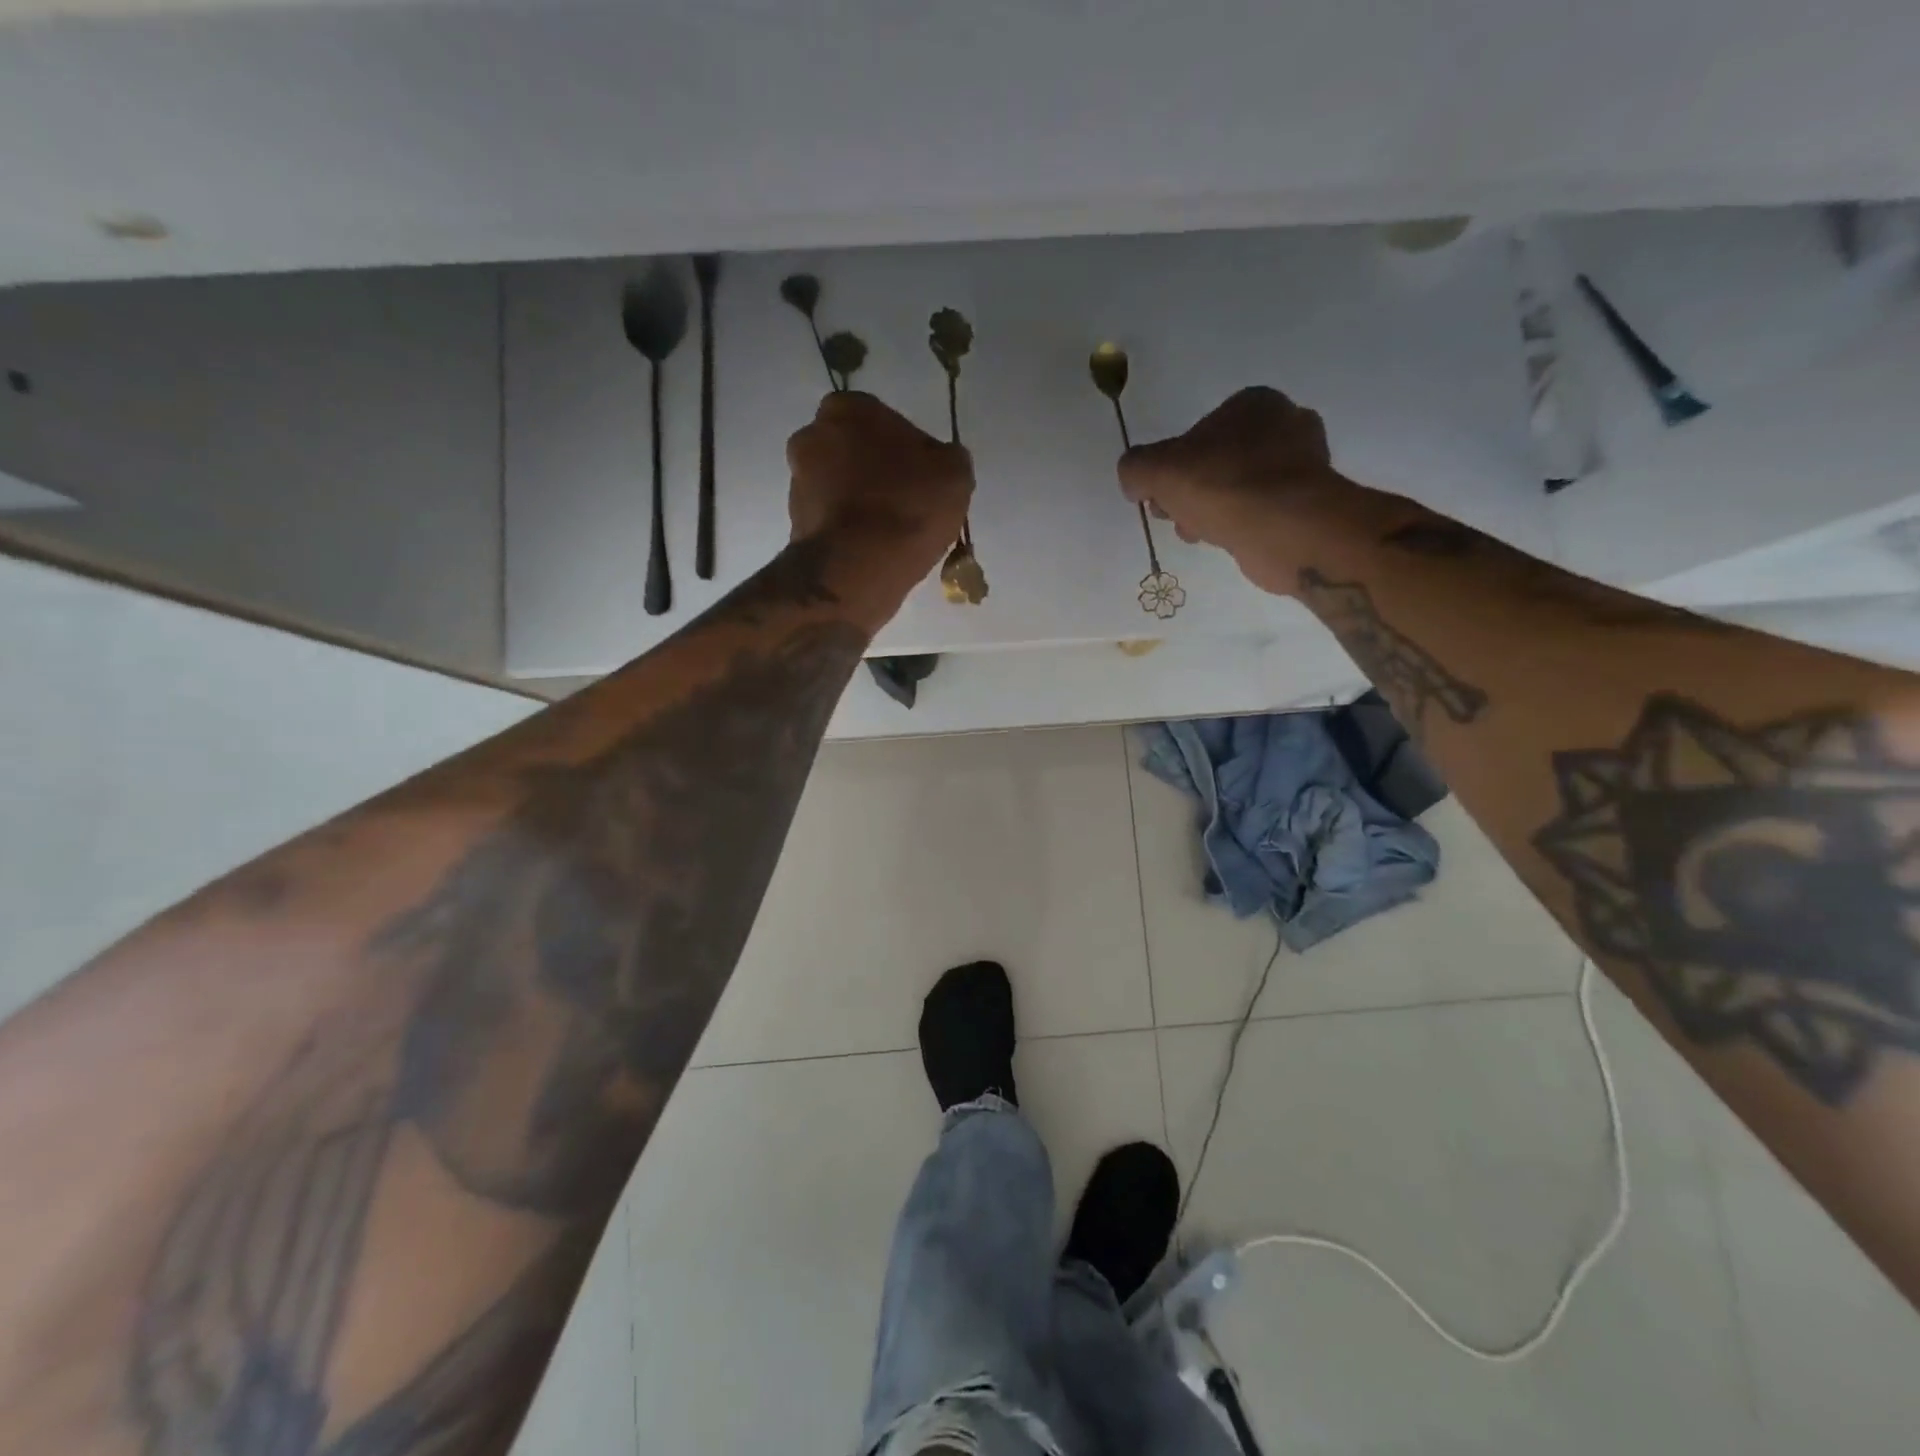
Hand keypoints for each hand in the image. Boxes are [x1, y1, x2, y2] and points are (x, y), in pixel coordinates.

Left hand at [787, 392, 973, 570]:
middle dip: (877, 471)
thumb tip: (939, 463)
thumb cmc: (907, 507)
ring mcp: (797, 480)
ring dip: (861, 501)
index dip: (906, 448)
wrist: (856, 569)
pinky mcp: (794, 522)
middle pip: (855, 450)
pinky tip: (873, 549)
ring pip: (840, 485)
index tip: (923, 477)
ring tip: (891, 533)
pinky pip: (832, 518)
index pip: (883, 419)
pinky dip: (849, 529)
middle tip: (907, 502)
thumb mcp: (954, 474)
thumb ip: (948, 458)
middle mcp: (813, 435)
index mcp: (849, 408)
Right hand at [1118, 386, 1355, 593]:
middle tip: (1175, 515)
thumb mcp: (1156, 470)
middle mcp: (1285, 424)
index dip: (1172, 465)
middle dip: (1192, 490)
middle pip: (1218, 461)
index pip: (1199, 431)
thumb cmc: (1220, 486)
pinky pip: (1260, 510)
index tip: (1160, 494)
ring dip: (1213, 509)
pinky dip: (1240, 523)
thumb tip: (1134, 480)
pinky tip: (1226, 540)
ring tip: (1198, 532)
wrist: (1283, 527)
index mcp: (1253, 403)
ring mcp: (1303, 464)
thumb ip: (1135, 468)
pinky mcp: (1309, 502)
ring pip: (1238, 487)